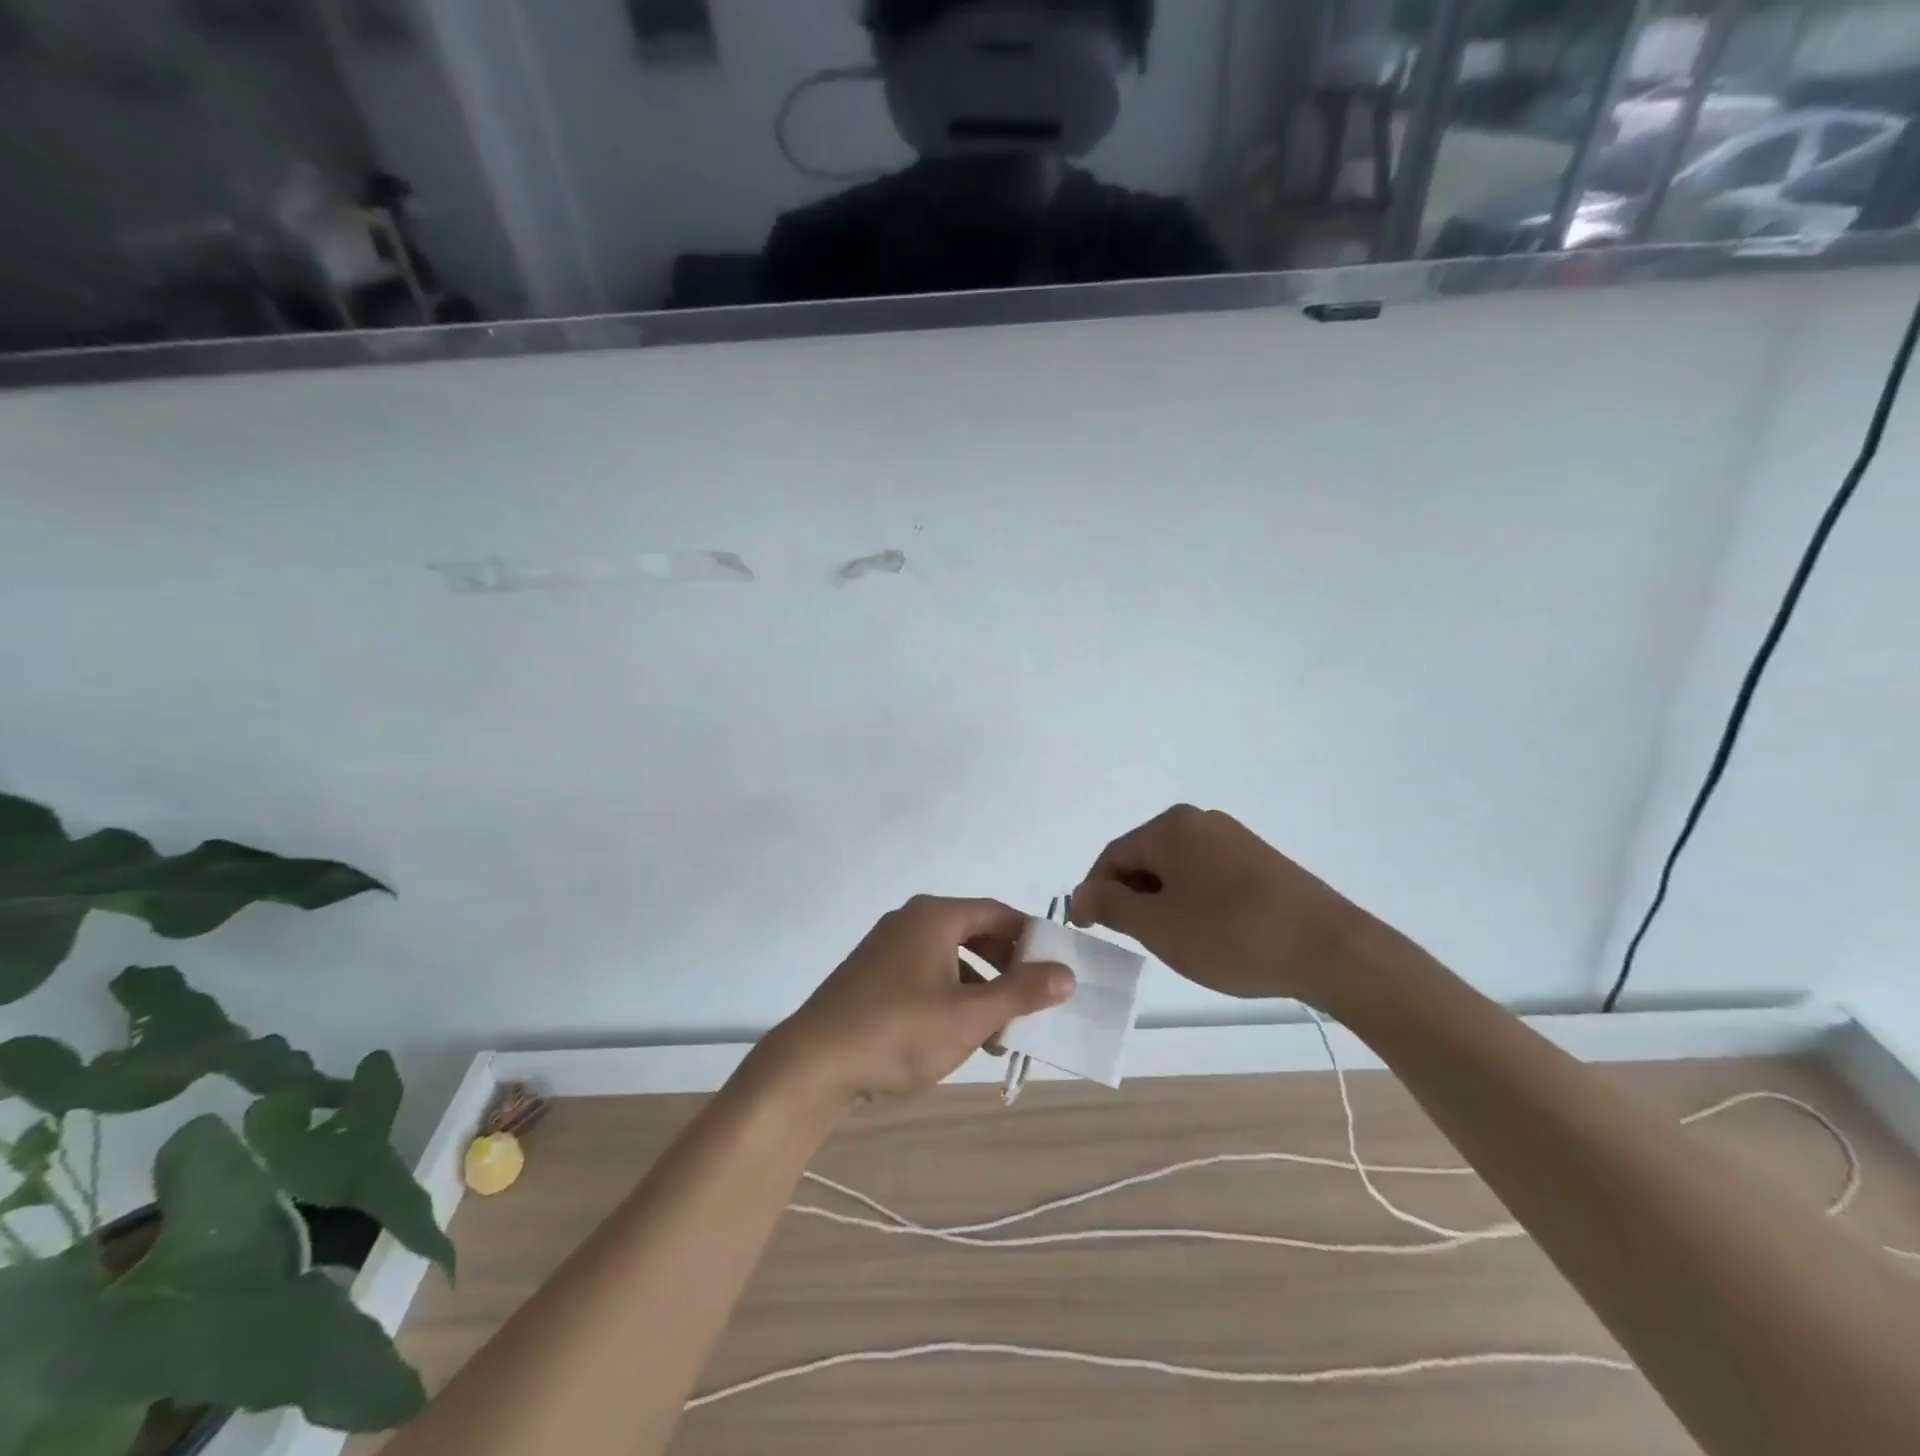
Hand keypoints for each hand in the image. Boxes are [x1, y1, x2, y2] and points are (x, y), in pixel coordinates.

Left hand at [761, 896, 1074, 1108]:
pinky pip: (926, 976)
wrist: (812, 1065)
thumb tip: (1066, 973)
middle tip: (1033, 1002)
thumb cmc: (898, 1032)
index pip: (998, 913)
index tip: (1056, 969)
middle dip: (1007, 969)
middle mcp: (910, 921)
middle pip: (975, 934)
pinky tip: (959, 1037)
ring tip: (1001, 1033)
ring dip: (981, 990)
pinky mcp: (873, 977)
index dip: (1031, 938)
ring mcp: (887, 949)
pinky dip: (951, 998)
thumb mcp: (969, 1016)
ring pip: (951, 960)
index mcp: (935, 917)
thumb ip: (1021, 992)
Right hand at [1070, 805, 1368, 1004]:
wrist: (1330, 949)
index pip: (1112, 856)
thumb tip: (1082, 892)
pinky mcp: (1260, 860)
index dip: (1094, 892)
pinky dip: (1193, 900)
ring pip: (1176, 868)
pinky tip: (1209, 932)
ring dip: (1162, 901)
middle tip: (1134, 940)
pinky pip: (1207, 874)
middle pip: (1144, 858)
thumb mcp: (1158, 926)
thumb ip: (1110, 904)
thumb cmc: (1231, 934)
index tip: (1089, 930)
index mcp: (1170, 827)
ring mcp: (1234, 838)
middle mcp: (1199, 821)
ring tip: (1173, 940)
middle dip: (1131, 897)